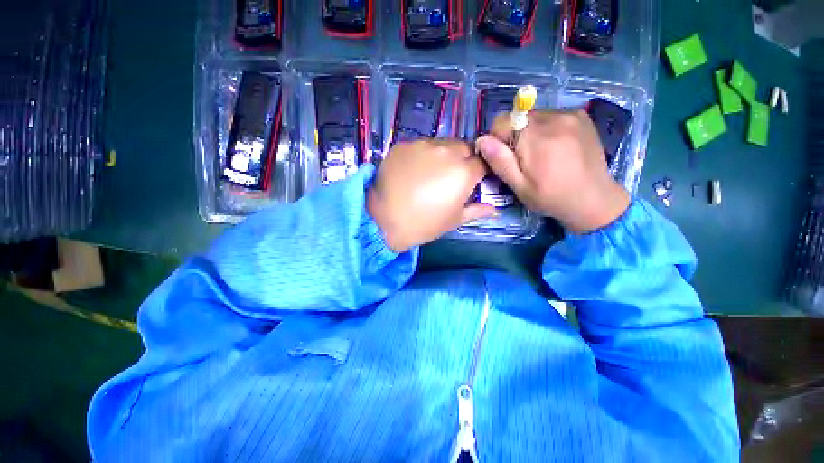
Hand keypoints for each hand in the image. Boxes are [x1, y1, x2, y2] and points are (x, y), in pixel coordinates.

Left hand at [367, 139, 496, 251]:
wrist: (383, 219)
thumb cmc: (423, 224)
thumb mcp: (453, 220)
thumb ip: (476, 211)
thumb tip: (494, 210)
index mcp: (463, 172)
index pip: (482, 163)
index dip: (478, 172)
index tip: (472, 181)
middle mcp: (446, 152)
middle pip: (463, 148)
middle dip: (462, 160)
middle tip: (450, 177)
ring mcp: (422, 145)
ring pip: (441, 144)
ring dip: (442, 155)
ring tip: (429, 174)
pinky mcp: (403, 145)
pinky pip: (419, 146)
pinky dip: (421, 156)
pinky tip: (411, 171)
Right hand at [475, 109, 630, 233]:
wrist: (594, 198)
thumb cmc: (551, 197)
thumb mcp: (519, 186)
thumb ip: (500, 162)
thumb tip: (482, 140)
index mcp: (535, 137)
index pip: (501, 122)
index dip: (497, 140)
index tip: (506, 158)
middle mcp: (553, 118)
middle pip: (517, 117)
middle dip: (514, 136)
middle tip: (525, 160)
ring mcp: (569, 114)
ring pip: (533, 116)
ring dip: (530, 132)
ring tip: (542, 155)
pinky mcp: (580, 114)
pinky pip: (550, 115)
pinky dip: (546, 128)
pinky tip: (555, 147)